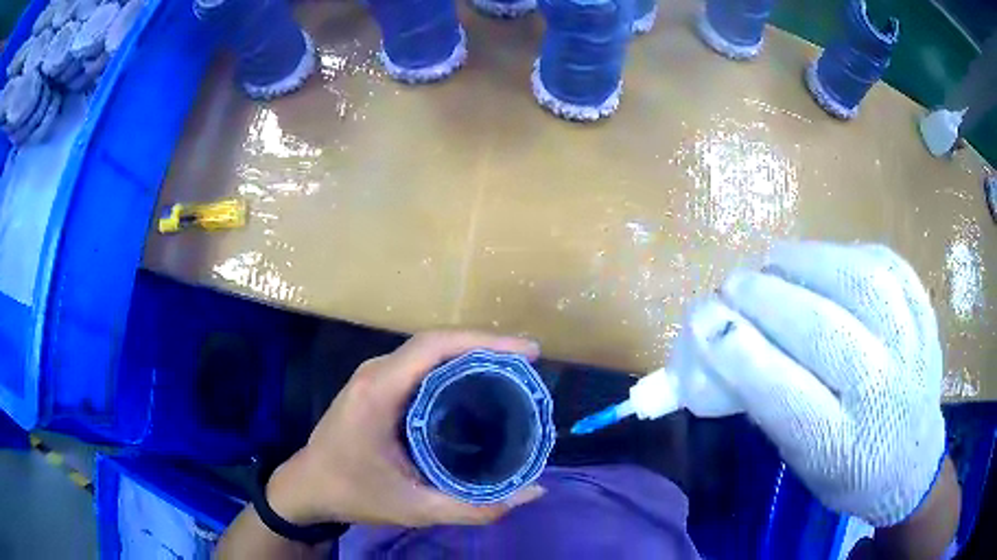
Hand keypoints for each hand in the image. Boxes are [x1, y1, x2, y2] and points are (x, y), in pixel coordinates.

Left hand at [265, 331, 545, 526]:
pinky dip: (452, 366)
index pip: (435, 347)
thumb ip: (475, 507)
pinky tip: (475, 384)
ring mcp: (373, 375)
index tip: (528, 353)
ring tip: (510, 372)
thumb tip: (533, 492)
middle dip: (486, 346)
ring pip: (429, 351)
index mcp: (379, 391)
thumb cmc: (353, 493)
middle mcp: (376, 372)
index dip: (485, 342)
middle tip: (527, 364)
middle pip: (436, 342)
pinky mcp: (375, 384)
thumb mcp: (415, 507)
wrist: (307, 486)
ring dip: (469, 353)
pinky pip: (419, 364)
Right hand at [687, 242, 945, 526]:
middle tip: (733, 286)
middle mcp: (882, 394)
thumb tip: (725, 337)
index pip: (785, 395)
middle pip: (822, 332)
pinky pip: (885, 265)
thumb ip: (768, 403)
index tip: (702, 319)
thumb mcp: (801, 462)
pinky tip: (823, 261)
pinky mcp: (923, 312)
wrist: (912, 462)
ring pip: (858, 283)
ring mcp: (911, 345)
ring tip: (775, 261)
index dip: (738, 352)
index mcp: (842, 447)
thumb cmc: (848, 471)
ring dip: (806, 263)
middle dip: (766, 299)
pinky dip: (846, 254)